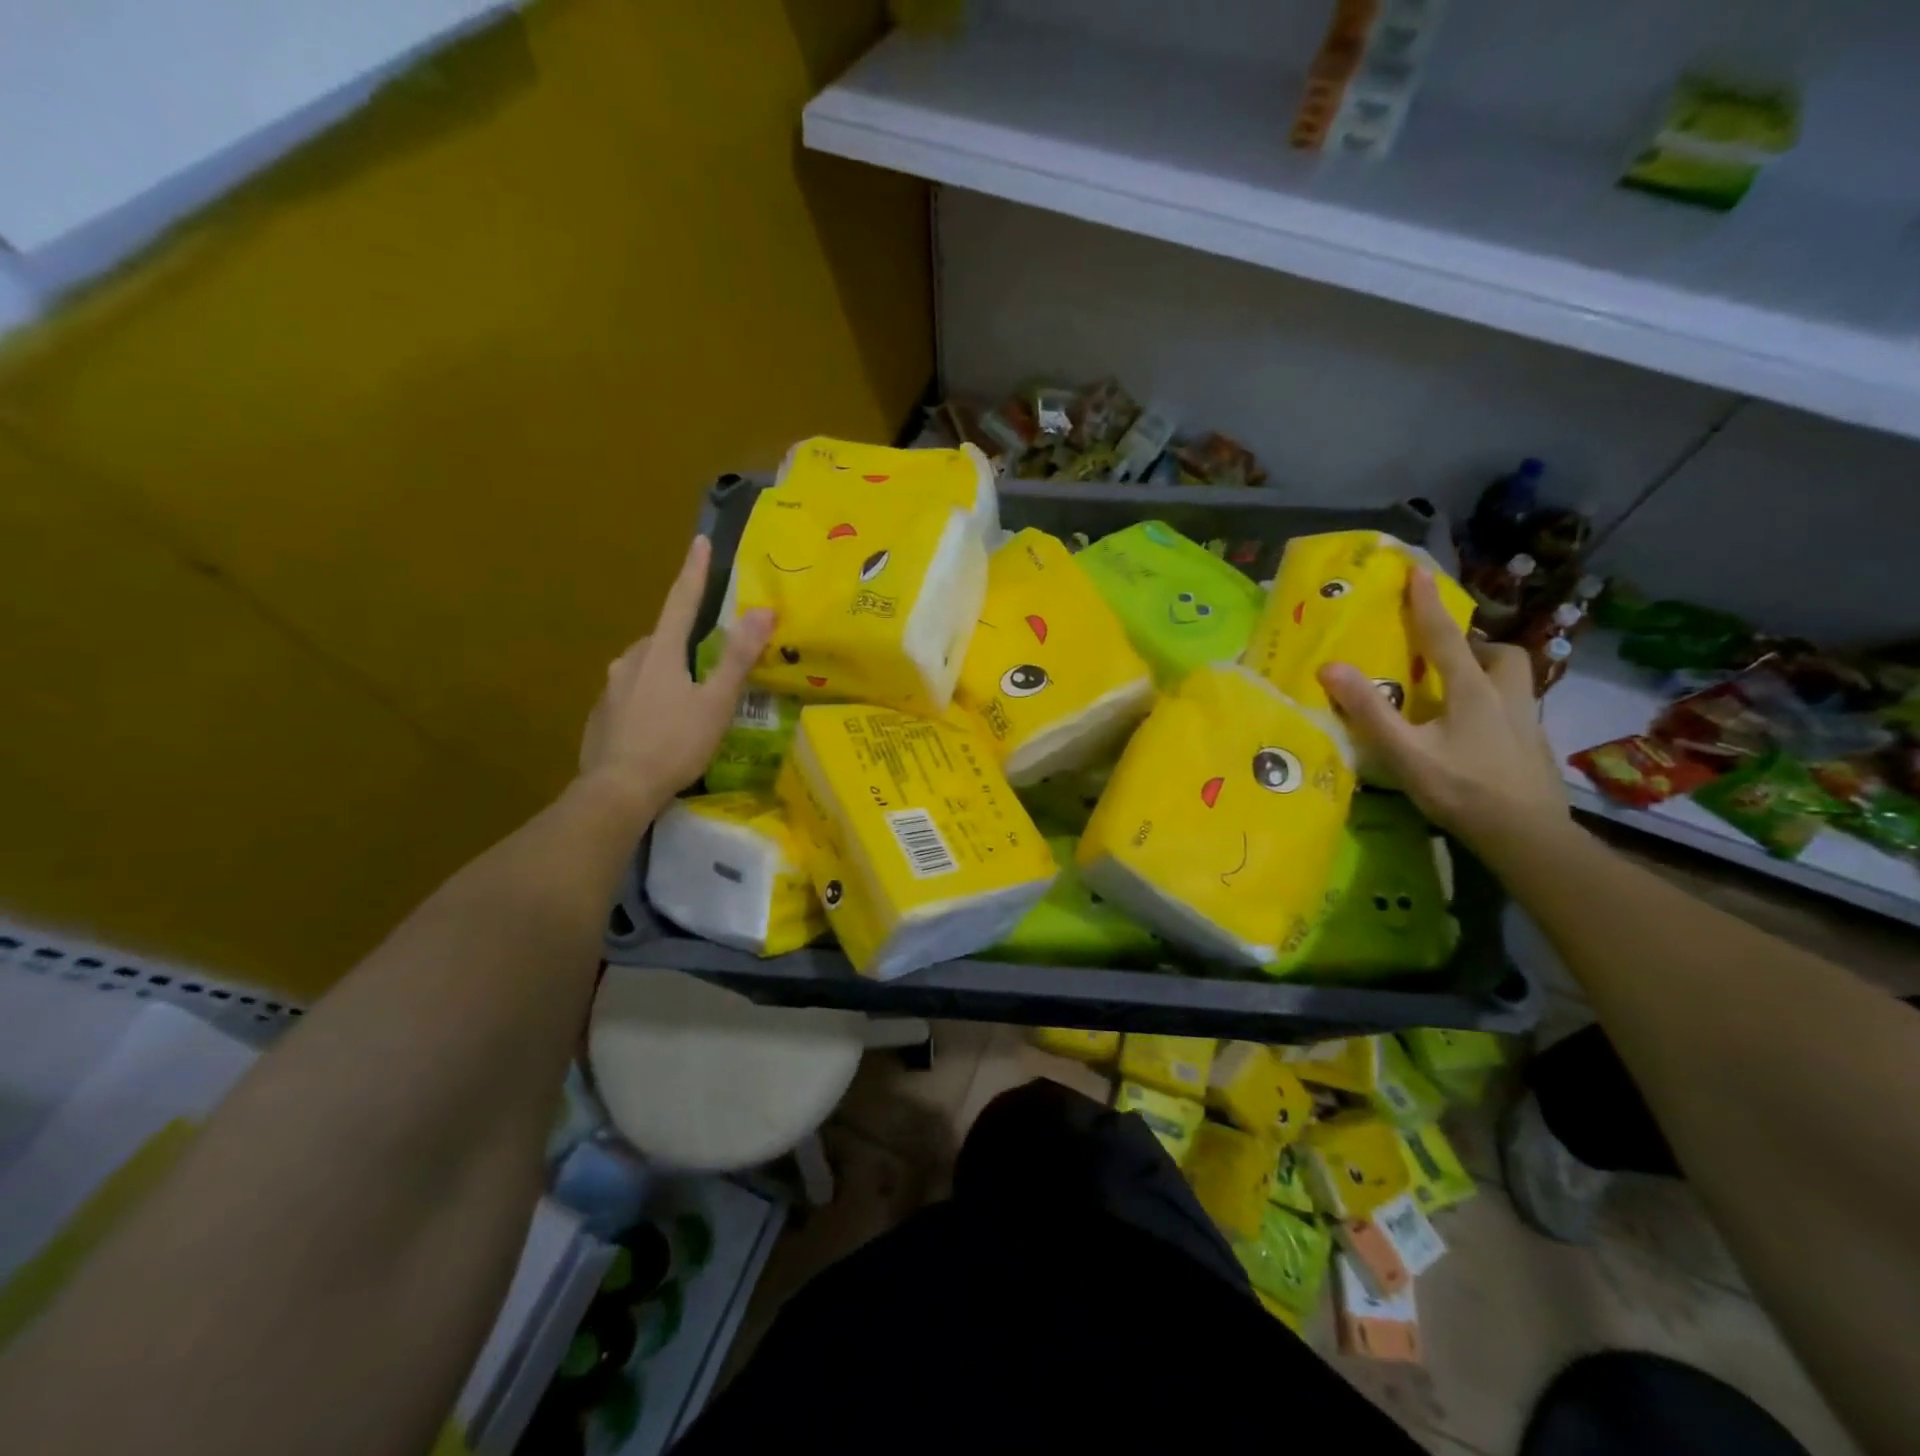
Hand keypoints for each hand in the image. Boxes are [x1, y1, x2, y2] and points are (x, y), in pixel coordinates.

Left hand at [578, 535, 774, 809]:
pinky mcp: (601, 715)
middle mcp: (630, 660)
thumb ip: (739, 657)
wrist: (618, 791)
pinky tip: (661, 727)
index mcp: (660, 652)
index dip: (694, 572)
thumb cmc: (675, 744)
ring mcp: (610, 688)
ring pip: (646, 668)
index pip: (681, 601)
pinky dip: (649, 700)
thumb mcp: (717, 702)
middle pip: (663, 639)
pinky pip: (631, 695)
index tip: (699, 542)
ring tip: (689, 701)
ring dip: (667, 673)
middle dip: (685, 641)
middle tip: (710, 661)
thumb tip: (763, 610)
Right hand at [1318, 569, 1569, 862]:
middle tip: (1447, 654)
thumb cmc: (1461, 790)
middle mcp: (1505, 697)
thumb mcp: (1405, 753)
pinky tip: (1476, 731)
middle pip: (1499, 654)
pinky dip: (1495, 705)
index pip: (1444, 636)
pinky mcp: (1534, 747)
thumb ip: (1369, 711)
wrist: (1527, 836)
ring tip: (1460, 689)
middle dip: (1475, 644)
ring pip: (1515, 680)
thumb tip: (1331, 667)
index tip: (1417, 570)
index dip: (1428, 603)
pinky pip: (1515, 709)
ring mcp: (1526, 722)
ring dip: (1489, 672)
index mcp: (1471, 691)